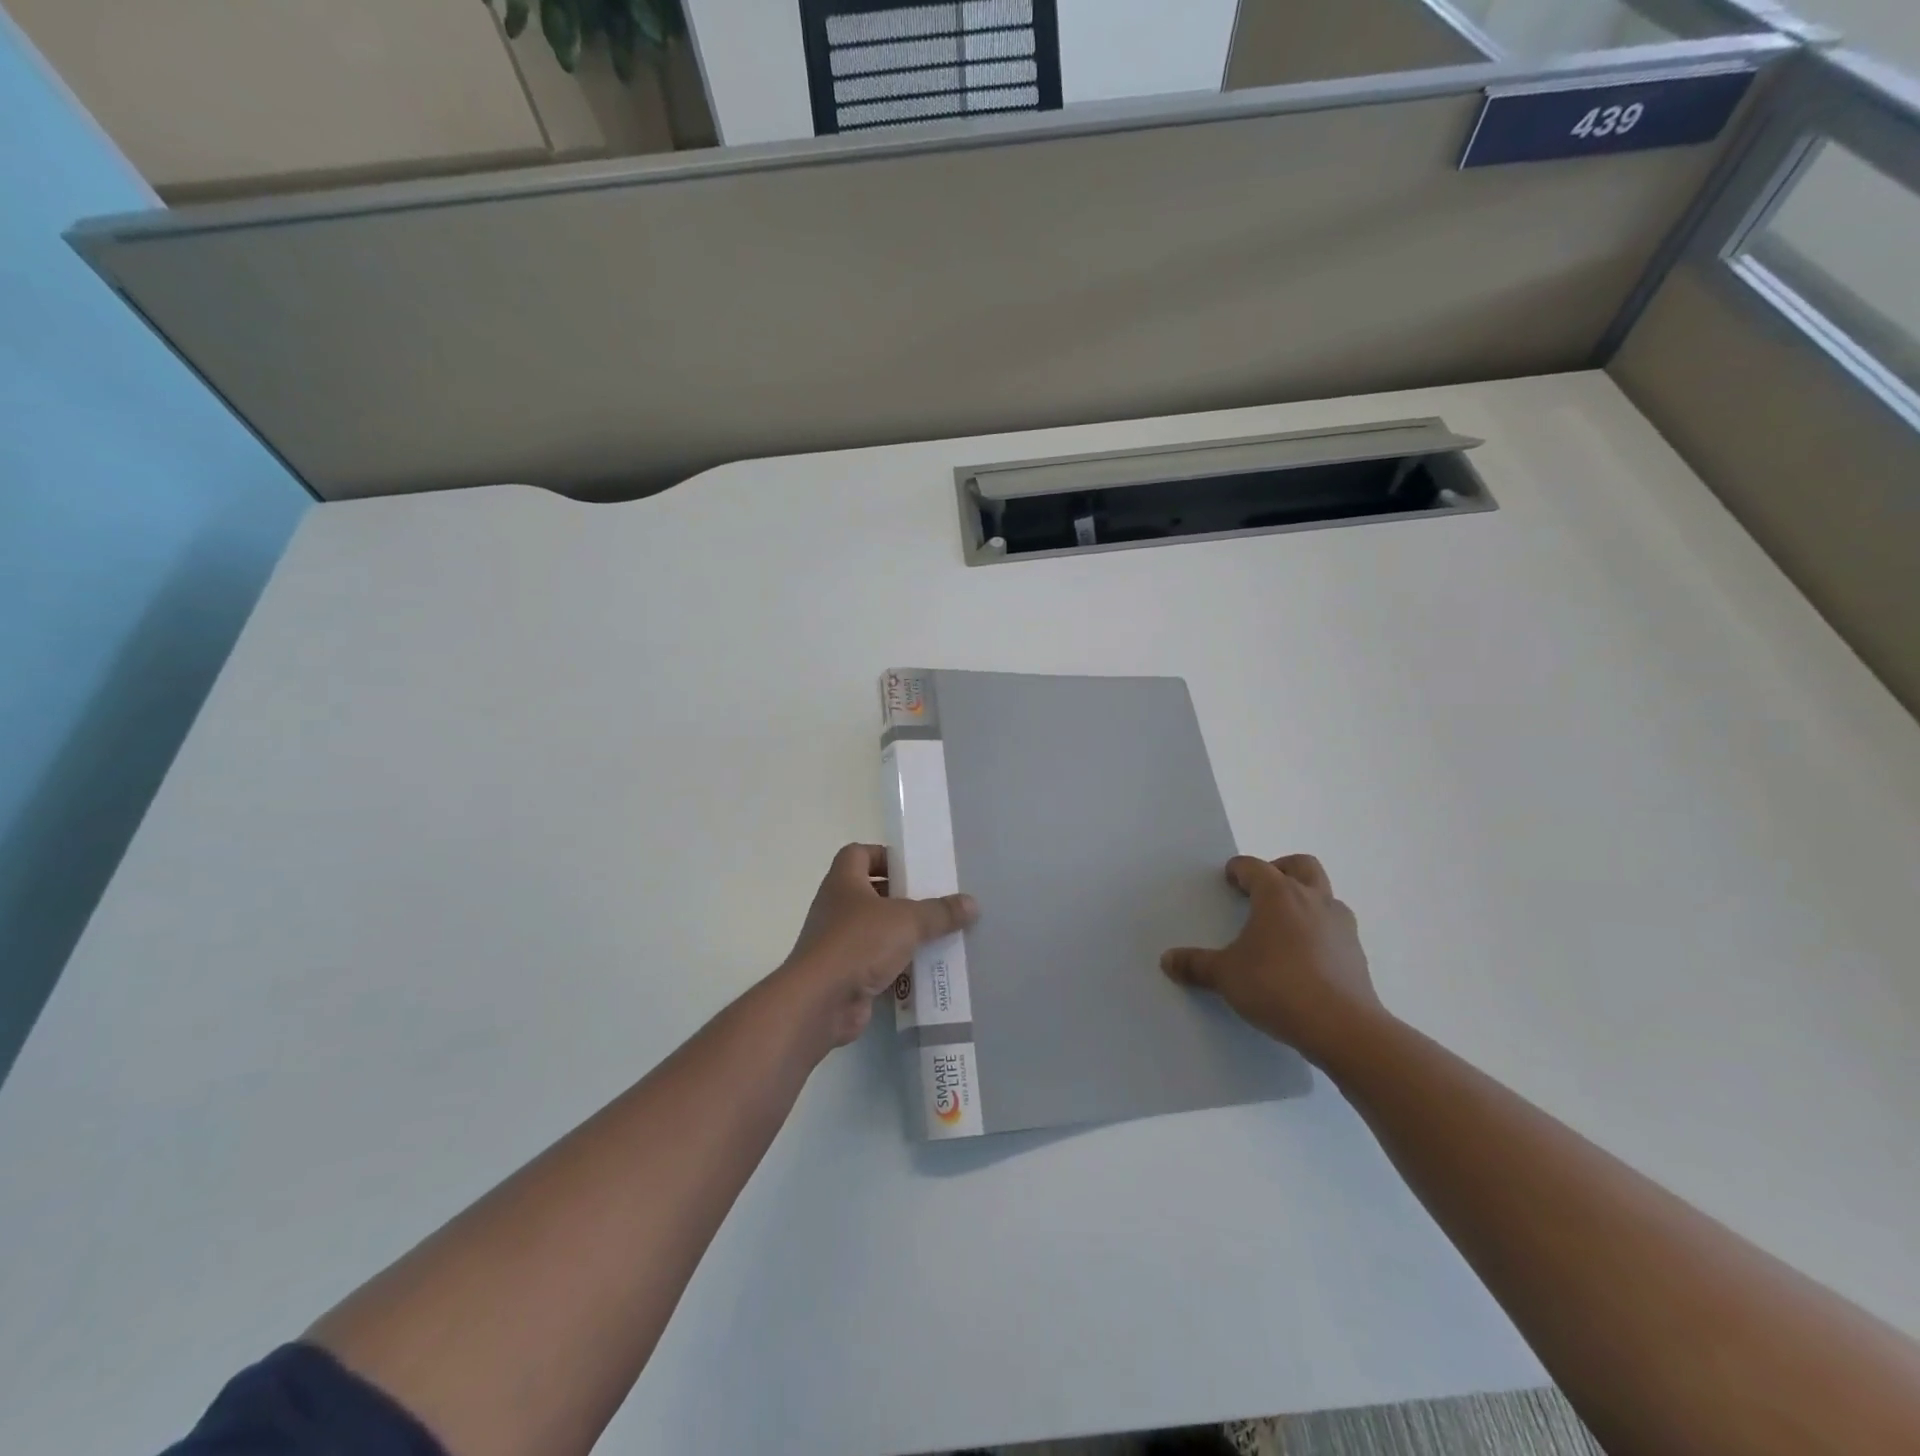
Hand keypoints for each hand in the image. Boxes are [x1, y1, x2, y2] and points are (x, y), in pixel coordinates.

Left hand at [780, 844, 977, 1047]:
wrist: (820, 1002)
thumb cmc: (859, 943)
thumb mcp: (907, 921)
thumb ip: (940, 912)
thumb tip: (971, 904)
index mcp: (843, 882)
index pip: (858, 854)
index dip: (883, 856)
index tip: (912, 868)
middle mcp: (836, 908)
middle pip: (869, 892)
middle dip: (901, 897)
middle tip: (933, 903)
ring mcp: (836, 943)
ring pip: (874, 930)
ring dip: (901, 933)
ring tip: (936, 936)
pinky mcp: (843, 975)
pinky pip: (874, 962)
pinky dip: (896, 965)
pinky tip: (923, 970)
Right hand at [1160, 854, 1380, 1065]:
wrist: (1342, 1027)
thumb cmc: (1276, 986)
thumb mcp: (1226, 976)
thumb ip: (1196, 965)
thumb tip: (1167, 960)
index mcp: (1278, 894)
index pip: (1255, 867)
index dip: (1239, 870)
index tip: (1228, 879)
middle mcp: (1313, 900)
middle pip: (1301, 865)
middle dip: (1280, 870)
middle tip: (1262, 890)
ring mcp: (1341, 925)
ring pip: (1324, 895)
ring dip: (1305, 900)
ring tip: (1283, 926)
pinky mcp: (1357, 953)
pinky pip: (1335, 928)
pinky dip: (1319, 931)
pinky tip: (1304, 958)